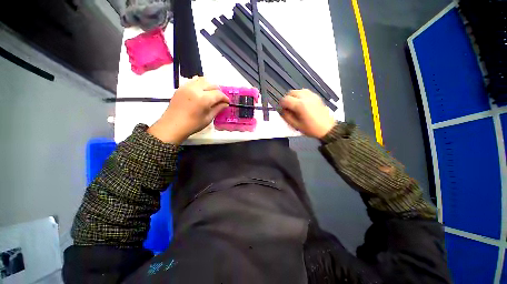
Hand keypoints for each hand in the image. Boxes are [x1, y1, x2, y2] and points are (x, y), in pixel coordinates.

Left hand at [148, 77, 229, 143]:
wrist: (172, 126)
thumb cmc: (192, 125)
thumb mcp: (208, 118)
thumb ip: (218, 109)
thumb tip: (225, 104)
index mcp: (203, 99)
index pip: (218, 94)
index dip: (225, 98)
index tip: (227, 102)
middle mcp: (195, 89)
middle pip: (211, 83)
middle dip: (218, 90)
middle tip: (220, 98)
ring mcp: (187, 86)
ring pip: (202, 79)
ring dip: (210, 85)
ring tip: (212, 94)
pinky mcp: (181, 87)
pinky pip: (193, 80)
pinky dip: (200, 84)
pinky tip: (202, 91)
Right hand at [280, 89, 334, 138]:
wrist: (327, 128)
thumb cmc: (311, 128)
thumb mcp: (296, 125)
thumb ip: (286, 117)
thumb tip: (281, 110)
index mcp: (300, 105)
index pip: (285, 99)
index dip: (281, 104)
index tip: (282, 109)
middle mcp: (305, 97)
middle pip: (291, 92)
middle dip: (287, 99)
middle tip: (288, 107)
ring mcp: (312, 96)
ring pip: (298, 91)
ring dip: (293, 96)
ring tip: (294, 105)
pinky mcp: (316, 96)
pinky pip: (305, 92)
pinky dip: (300, 95)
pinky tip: (301, 103)